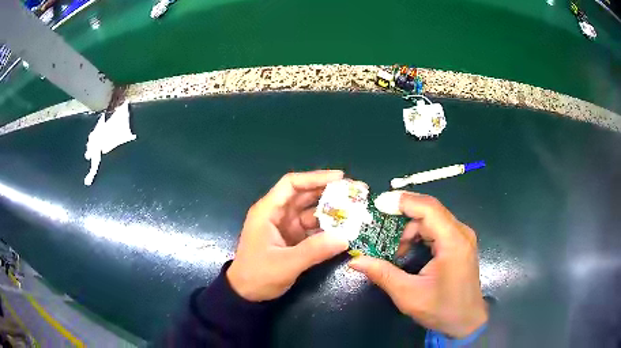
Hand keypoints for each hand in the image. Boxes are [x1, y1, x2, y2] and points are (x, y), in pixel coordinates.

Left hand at [227, 170, 349, 301]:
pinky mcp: (292, 239)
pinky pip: (312, 228)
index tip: (340, 178)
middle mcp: (277, 214)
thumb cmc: (258, 275)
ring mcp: (285, 226)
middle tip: (355, 192)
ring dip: (331, 210)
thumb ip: (314, 251)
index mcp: (268, 211)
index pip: (292, 184)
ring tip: (355, 209)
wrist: (246, 294)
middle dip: (329, 192)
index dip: (315, 177)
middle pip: (304, 195)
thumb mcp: (285, 264)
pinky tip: (344, 229)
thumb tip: (345, 238)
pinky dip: (327, 227)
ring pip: (310, 211)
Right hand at [349, 192, 487, 337]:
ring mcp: (462, 237)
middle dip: (403, 220)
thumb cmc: (441, 309)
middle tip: (381, 233)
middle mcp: (461, 233)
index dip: (402, 202)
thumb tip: (355, 260)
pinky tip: (410, 252)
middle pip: (429, 211)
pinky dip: (420, 236)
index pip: (428, 208)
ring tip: (397, 254)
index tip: (377, 204)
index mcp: (453, 242)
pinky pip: (437, 228)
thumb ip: (382, 274)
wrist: (466, 321)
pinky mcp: (460, 243)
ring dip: (411, 231)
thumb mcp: (407, 294)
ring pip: (432, 219)